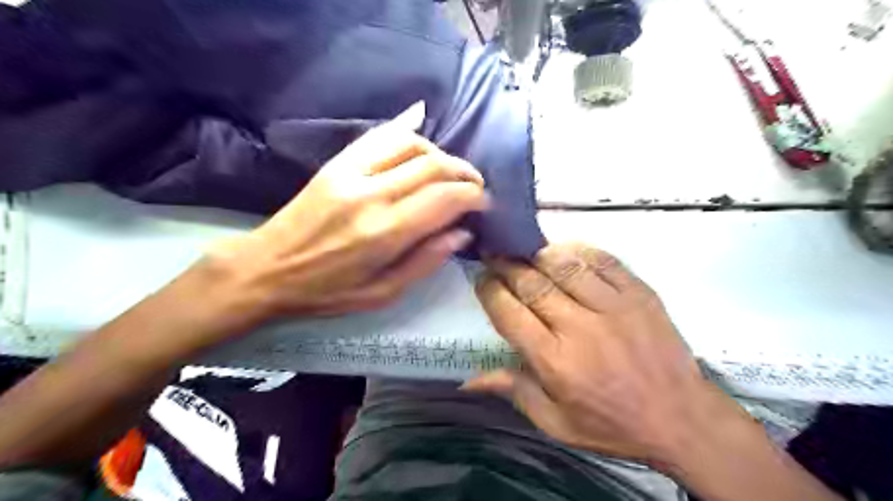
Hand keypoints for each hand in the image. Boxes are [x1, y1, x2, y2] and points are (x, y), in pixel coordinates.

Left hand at [205, 118, 487, 320]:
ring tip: (448, 172)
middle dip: (464, 172)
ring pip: (410, 143)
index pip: (444, 198)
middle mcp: (371, 195)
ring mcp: (351, 173)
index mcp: (385, 233)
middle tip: (475, 186)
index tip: (484, 203)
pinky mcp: (336, 164)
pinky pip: (379, 135)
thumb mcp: (383, 294)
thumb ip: (426, 261)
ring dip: (439, 153)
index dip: (473, 196)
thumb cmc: (327, 292)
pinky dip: (406, 132)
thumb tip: (462, 232)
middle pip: (434, 165)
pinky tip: (421, 134)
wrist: (266, 269)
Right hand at [468, 243, 747, 465]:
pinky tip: (565, 249)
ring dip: (538, 253)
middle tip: (495, 253)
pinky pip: (604, 260)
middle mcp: (579, 327)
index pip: (509, 313)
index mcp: (554, 360)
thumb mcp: (556, 422)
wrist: (681, 418)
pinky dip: (579, 250)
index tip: (482, 278)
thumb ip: (513, 391)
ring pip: (565, 265)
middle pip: (532, 283)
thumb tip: (468, 381)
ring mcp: (613, 306)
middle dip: (506, 264)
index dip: (489, 290)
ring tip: (523, 248)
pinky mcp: (639, 294)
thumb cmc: (611, 424)